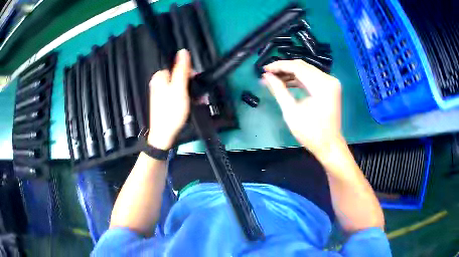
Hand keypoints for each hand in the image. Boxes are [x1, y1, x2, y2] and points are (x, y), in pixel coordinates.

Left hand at [147, 49, 190, 149]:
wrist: (164, 135)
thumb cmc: (171, 112)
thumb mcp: (179, 88)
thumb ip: (182, 69)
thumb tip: (183, 51)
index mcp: (160, 77)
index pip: (178, 67)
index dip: (190, 73)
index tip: (196, 82)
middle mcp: (159, 83)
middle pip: (180, 76)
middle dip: (192, 84)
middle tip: (200, 94)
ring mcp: (162, 93)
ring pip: (181, 86)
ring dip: (192, 92)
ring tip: (200, 100)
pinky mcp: (166, 101)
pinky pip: (178, 94)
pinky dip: (186, 97)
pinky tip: (194, 103)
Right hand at [262, 60, 343, 158]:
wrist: (329, 146)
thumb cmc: (310, 132)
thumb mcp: (291, 111)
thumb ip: (278, 90)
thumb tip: (266, 76)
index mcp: (322, 85)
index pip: (297, 67)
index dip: (279, 66)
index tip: (264, 69)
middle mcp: (329, 79)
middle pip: (302, 66)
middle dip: (284, 68)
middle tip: (268, 74)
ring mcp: (331, 83)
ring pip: (307, 71)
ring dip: (290, 73)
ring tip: (274, 79)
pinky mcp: (330, 88)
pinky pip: (312, 78)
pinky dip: (299, 79)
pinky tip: (286, 83)